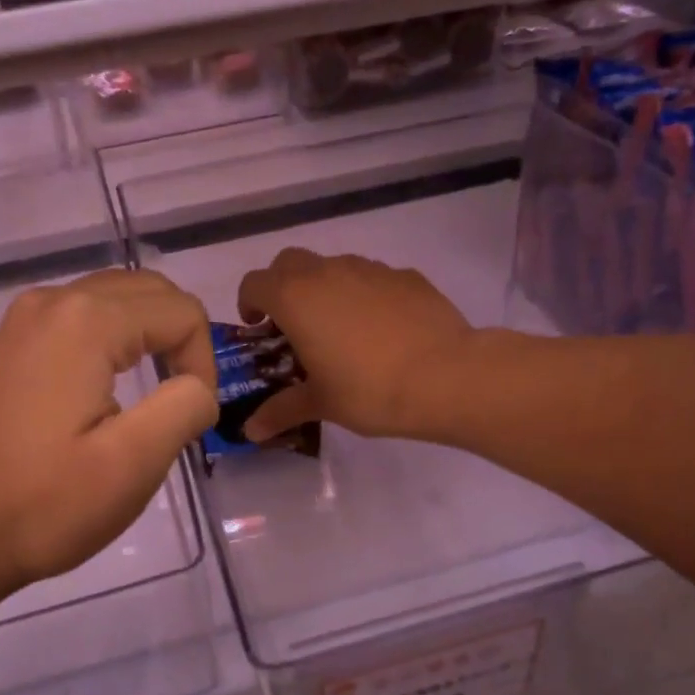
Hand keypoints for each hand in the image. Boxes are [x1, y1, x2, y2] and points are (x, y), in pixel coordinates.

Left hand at [0, 270, 217, 604]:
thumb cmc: (45, 503)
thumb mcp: (134, 462)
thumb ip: (186, 406)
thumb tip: (198, 388)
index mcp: (86, 320)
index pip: (181, 312)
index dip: (204, 363)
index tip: (192, 420)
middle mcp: (54, 301)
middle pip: (150, 291)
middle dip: (182, 339)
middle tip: (184, 402)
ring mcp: (26, 320)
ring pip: (117, 299)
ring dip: (151, 336)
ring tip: (157, 394)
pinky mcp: (14, 344)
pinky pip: (84, 319)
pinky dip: (117, 341)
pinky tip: (113, 388)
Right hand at [236, 248, 473, 441]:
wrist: (445, 376)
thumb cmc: (369, 390)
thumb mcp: (321, 404)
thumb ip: (281, 411)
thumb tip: (250, 432)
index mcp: (295, 298)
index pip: (254, 283)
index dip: (249, 302)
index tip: (258, 328)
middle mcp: (327, 272)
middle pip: (289, 262)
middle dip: (283, 286)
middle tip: (293, 324)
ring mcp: (370, 269)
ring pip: (333, 266)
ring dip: (325, 288)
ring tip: (340, 329)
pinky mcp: (406, 276)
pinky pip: (373, 278)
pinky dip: (365, 295)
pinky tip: (382, 329)